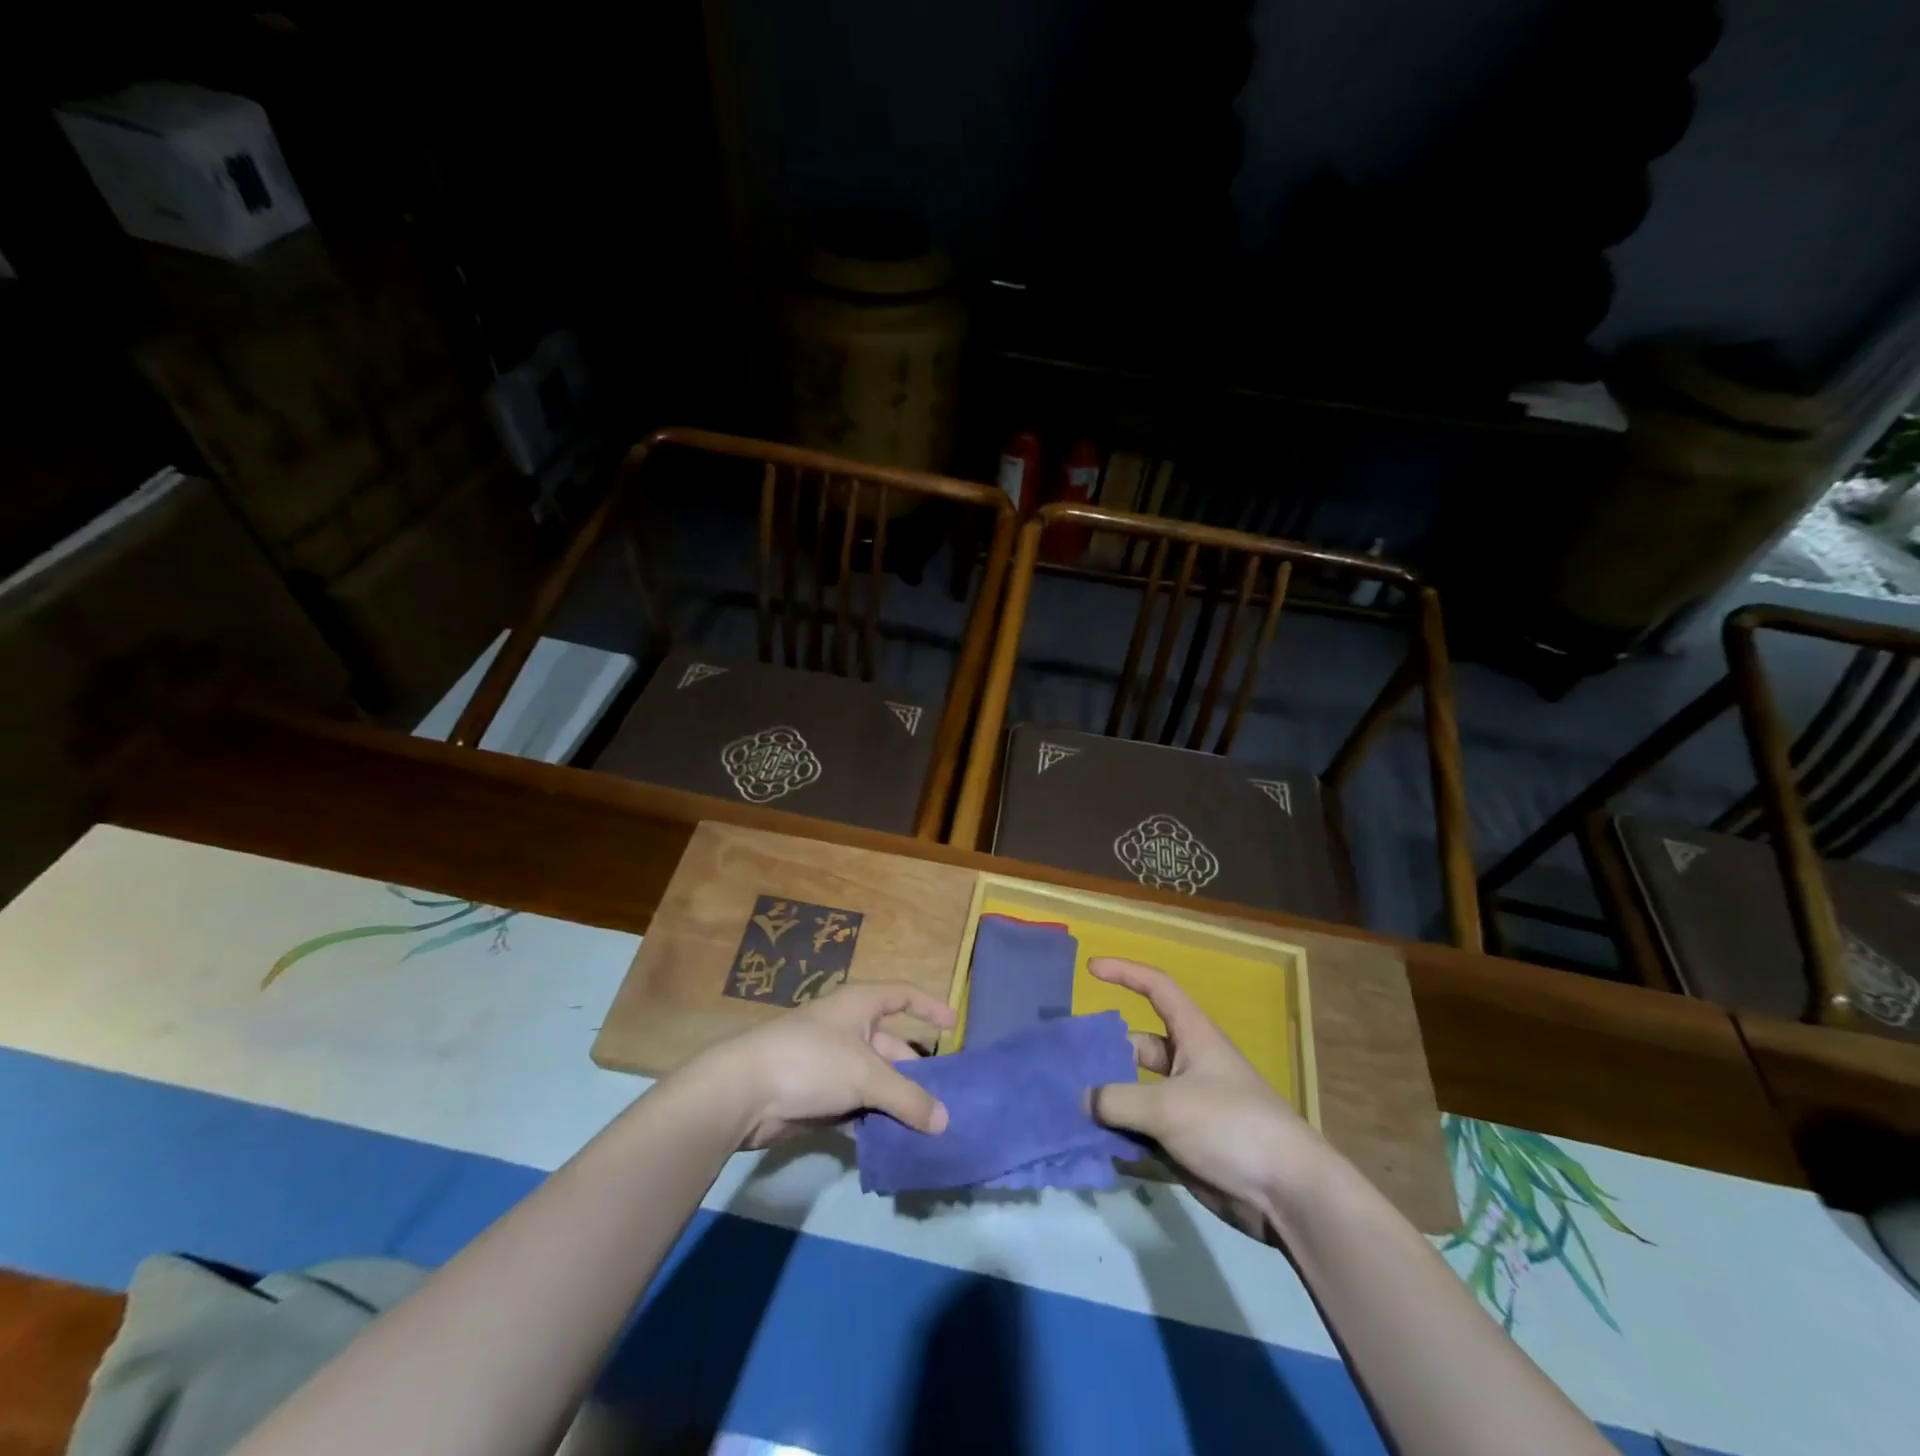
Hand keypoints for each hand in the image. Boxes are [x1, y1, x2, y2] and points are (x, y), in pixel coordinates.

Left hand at [697, 980, 956, 1149]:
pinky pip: (856, 1107)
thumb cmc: (811, 1061)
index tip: (954, 1026)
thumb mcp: (866, 1075)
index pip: (903, 996)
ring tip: (928, 1129)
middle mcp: (848, 1029)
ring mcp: (832, 1064)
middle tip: (946, 1100)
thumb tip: (944, 1121)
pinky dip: (873, 1123)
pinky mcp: (818, 1097)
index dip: (929, 1007)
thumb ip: (907, 1098)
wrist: (744, 1092)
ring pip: (876, 1082)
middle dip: (917, 1073)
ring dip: (896, 1104)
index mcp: (860, 1005)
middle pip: (893, 1048)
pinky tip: (893, 1145)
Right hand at [1089, 956, 1330, 1239]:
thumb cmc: (1231, 1126)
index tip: (1091, 970)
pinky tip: (1092, 1150)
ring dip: (1109, 1103)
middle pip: (1138, 1047)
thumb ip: (1118, 1100)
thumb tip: (1084, 1100)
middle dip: (1105, 1055)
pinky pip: (1144, 1134)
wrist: (1288, 1194)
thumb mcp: (1168, 1106)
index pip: (1157, 988)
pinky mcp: (1187, 1145)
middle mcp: (1189, 1065)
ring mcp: (1187, 1107)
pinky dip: (1121, 1139)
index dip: (1125, 973)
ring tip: (1069, 1110)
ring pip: (1137, 1094)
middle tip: (1066, 1067)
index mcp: (1193, 1037)